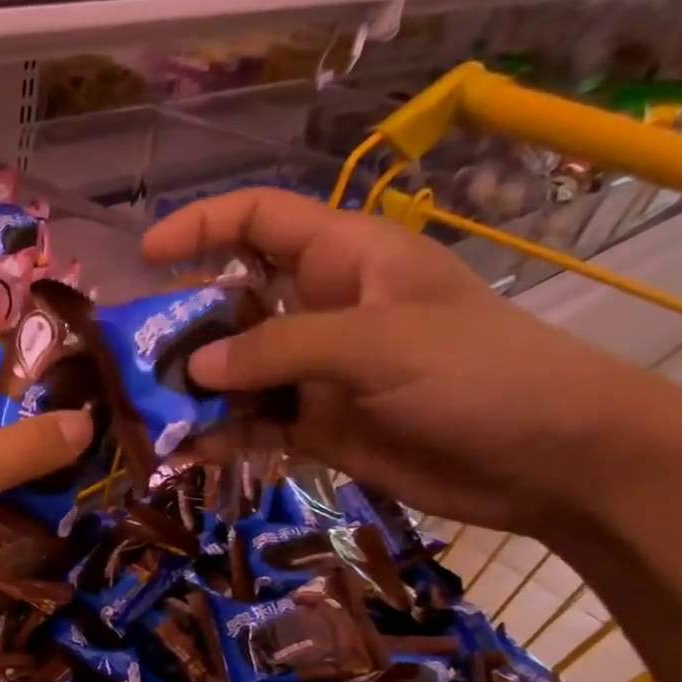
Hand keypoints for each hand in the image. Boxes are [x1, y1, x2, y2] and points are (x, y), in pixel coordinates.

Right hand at [143, 188, 681, 536]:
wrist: (549, 461)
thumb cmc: (481, 375)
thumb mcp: (379, 345)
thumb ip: (281, 350)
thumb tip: (194, 369)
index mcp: (345, 259)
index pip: (261, 220)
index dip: (201, 226)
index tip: (145, 255)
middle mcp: (321, 309)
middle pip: (232, 302)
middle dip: (182, 325)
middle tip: (132, 358)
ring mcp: (316, 372)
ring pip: (235, 371)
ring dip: (192, 391)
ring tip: (146, 414)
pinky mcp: (316, 426)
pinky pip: (252, 425)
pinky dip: (219, 437)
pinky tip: (186, 453)